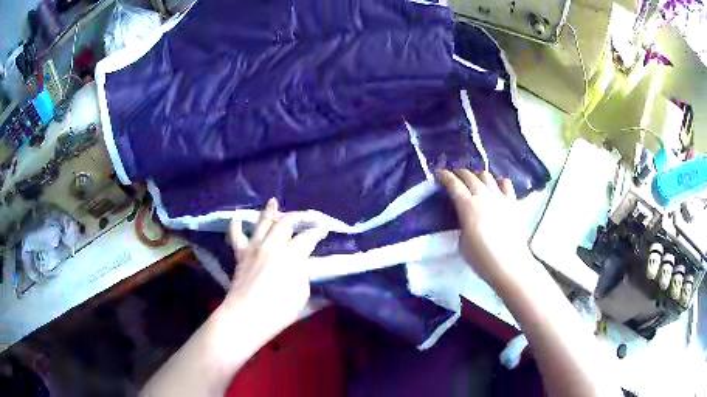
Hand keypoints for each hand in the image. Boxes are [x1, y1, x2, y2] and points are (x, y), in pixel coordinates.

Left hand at [225, 198, 327, 334]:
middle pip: (286, 223)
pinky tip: (237, 218)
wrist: (247, 315)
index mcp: (293, 256)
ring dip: (269, 211)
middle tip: (306, 216)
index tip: (324, 229)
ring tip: (273, 201)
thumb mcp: (303, 300)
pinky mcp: (241, 254)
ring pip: (263, 223)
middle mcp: (274, 245)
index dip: (318, 231)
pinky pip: (237, 236)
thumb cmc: (279, 311)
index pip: (309, 237)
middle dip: (298, 217)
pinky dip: (236, 226)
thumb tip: (323, 287)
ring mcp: (255, 247)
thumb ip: (312, 288)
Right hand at [437, 169, 529, 288]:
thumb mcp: (462, 241)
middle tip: (453, 176)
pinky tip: (496, 185)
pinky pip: (505, 184)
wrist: (509, 264)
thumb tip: (464, 216)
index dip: (444, 176)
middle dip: (459, 173)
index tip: (438, 173)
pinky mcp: (512, 202)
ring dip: (477, 175)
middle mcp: (483, 196)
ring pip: (487, 176)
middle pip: (469, 176)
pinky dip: (498, 181)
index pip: (453, 184)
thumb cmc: (481, 258)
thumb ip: (461, 223)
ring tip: (473, 180)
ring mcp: (500, 197)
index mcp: (467, 206)